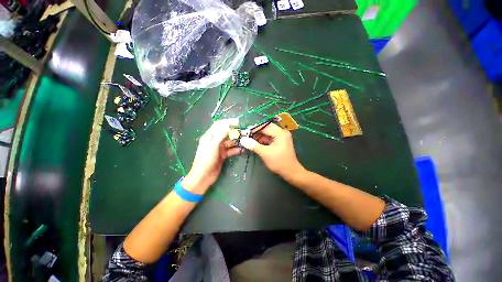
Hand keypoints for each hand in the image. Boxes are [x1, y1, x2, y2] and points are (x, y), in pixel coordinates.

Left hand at [182, 119, 241, 193]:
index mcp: (209, 136)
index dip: (228, 122)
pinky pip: (231, 150)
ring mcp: (219, 148)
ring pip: (229, 142)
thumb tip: (228, 124)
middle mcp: (214, 141)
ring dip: (237, 141)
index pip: (219, 125)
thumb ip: (221, 134)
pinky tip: (242, 150)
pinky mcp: (222, 155)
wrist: (203, 177)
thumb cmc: (206, 160)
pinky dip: (236, 150)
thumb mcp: (213, 146)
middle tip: (244, 132)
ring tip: (245, 141)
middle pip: (226, 133)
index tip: (238, 122)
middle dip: (234, 132)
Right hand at [240, 123, 304, 179]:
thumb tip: (242, 139)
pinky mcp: (280, 142)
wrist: (291, 172)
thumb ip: (253, 145)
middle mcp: (281, 133)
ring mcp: (281, 137)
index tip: (244, 132)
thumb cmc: (279, 162)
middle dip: (256, 133)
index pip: (265, 127)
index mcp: (280, 133)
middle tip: (246, 136)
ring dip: (259, 137)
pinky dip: (262, 141)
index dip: (254, 129)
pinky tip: (255, 144)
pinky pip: (269, 139)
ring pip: (267, 134)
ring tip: (249, 141)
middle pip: (266, 129)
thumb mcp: (265, 153)